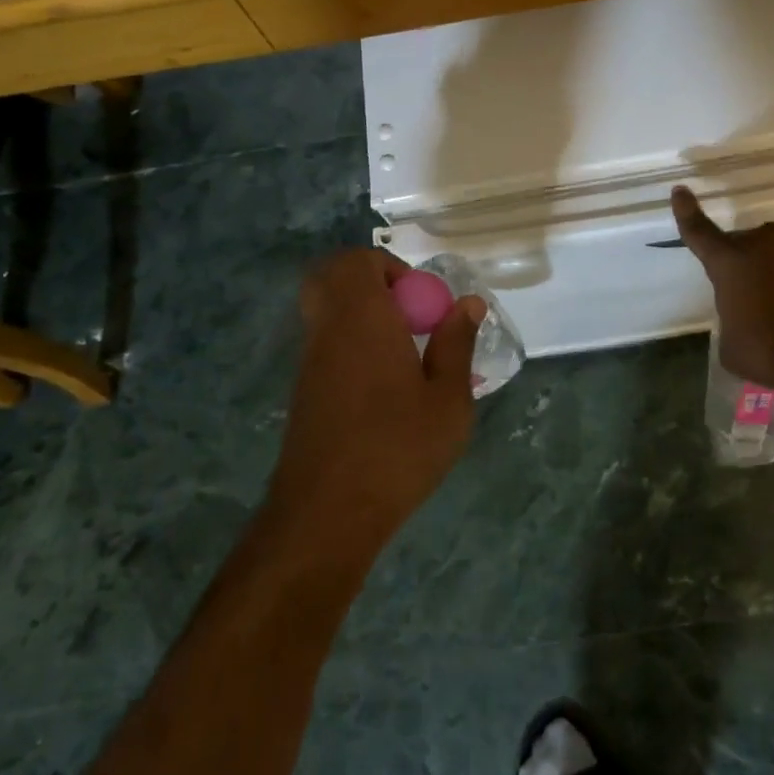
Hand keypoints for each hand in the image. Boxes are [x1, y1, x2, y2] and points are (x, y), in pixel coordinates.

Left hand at [270, 249, 487, 550]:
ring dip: (363, 316)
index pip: (357, 261)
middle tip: (407, 313)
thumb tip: (468, 304)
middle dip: (370, 282)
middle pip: (331, 277)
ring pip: (327, 311)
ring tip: (406, 355)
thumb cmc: (398, 448)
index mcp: (362, 318)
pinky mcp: (305, 391)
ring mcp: (310, 361)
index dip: (390, 268)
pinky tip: (388, 390)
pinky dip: (354, 346)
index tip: (421, 301)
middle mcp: (328, 329)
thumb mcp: (448, 399)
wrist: (328, 513)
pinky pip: (327, 344)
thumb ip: (457, 344)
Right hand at [672, 185, 773, 391]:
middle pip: (749, 245)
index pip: (700, 233)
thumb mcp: (733, 347)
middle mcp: (765, 243)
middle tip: (756, 299)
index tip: (680, 191)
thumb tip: (743, 319)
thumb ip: (732, 322)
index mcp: (730, 262)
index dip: (687, 213)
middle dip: (749, 265)